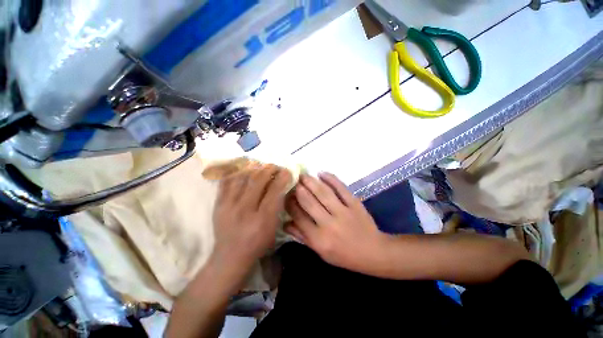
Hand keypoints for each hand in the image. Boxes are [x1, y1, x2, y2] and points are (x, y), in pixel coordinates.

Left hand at [213, 164, 291, 272]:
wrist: (230, 256)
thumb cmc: (257, 243)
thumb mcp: (273, 228)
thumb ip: (278, 206)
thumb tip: (282, 186)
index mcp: (262, 219)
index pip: (274, 191)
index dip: (282, 178)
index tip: (287, 171)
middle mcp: (245, 210)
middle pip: (257, 181)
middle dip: (269, 169)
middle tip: (275, 166)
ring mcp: (228, 206)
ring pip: (241, 178)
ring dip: (253, 167)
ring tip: (260, 164)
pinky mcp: (218, 204)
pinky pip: (226, 182)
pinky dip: (235, 172)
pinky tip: (242, 167)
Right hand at [285, 173, 388, 273]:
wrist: (373, 252)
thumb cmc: (344, 255)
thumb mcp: (321, 252)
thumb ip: (303, 237)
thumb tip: (285, 223)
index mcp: (319, 239)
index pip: (299, 217)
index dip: (290, 204)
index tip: (286, 195)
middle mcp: (329, 224)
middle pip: (309, 202)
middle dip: (299, 189)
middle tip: (293, 181)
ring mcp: (343, 212)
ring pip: (323, 193)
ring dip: (311, 182)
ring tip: (303, 175)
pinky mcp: (354, 203)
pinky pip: (341, 188)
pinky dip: (331, 179)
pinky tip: (322, 173)